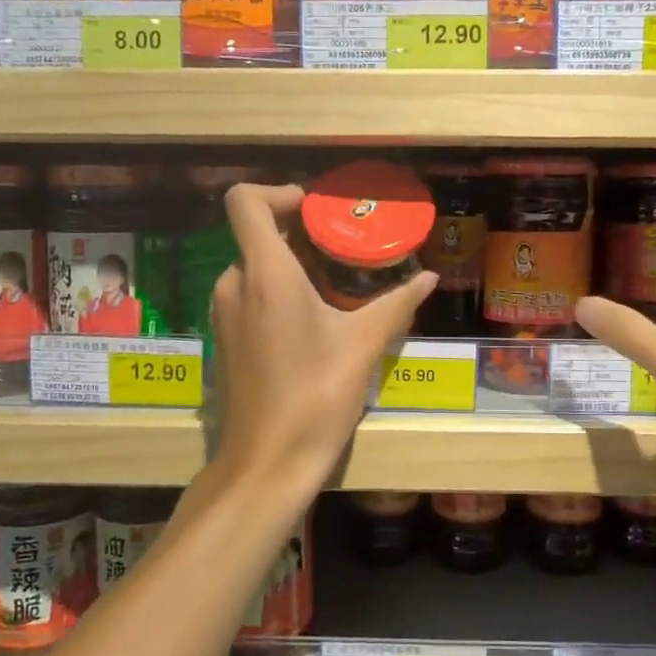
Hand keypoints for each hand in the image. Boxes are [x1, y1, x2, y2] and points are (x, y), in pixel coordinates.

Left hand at [209, 183, 436, 496]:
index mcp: (265, 273)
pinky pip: (249, 294)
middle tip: (344, 248)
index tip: (316, 210)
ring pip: (254, 266)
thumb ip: (397, 303)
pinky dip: (278, 290)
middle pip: (256, 233)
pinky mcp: (227, 339)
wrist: (267, 462)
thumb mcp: (364, 345)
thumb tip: (429, 278)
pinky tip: (315, 320)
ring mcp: (225, 314)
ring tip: (336, 285)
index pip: (245, 201)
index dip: (277, 192)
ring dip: (291, 264)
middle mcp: (234, 284)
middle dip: (299, 233)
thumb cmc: (315, 396)